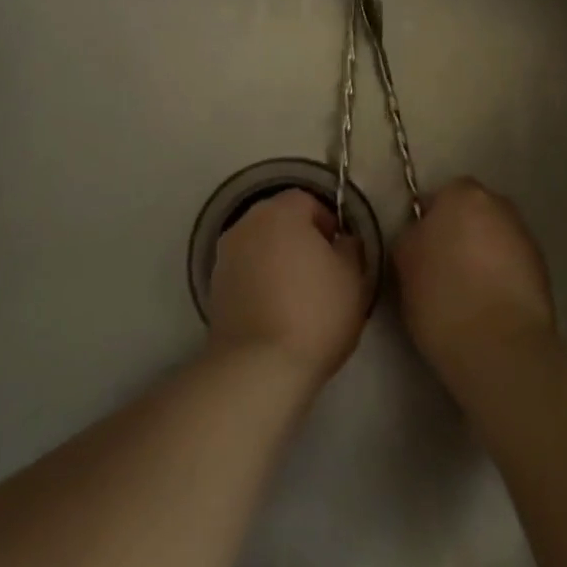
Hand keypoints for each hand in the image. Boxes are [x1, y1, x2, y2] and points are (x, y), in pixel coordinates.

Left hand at [209, 189, 367, 381]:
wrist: (259, 366)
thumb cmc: (315, 313)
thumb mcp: (353, 278)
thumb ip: (351, 248)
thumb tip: (342, 241)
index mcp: (280, 212)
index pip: (306, 200)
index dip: (327, 222)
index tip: (339, 251)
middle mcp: (247, 224)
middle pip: (279, 220)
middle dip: (300, 239)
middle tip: (322, 271)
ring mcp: (225, 255)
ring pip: (260, 246)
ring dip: (277, 260)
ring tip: (298, 295)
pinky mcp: (213, 287)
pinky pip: (245, 272)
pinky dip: (260, 282)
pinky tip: (275, 311)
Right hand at [394, 177, 554, 377]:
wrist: (500, 346)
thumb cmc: (441, 296)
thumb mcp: (404, 260)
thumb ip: (413, 235)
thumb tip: (423, 234)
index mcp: (462, 193)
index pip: (440, 196)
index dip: (429, 222)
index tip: (421, 251)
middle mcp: (500, 204)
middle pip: (473, 213)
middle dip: (460, 233)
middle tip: (442, 269)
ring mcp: (526, 237)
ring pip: (494, 238)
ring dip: (483, 255)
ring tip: (467, 293)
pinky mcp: (544, 270)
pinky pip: (513, 265)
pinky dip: (502, 277)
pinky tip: (489, 306)